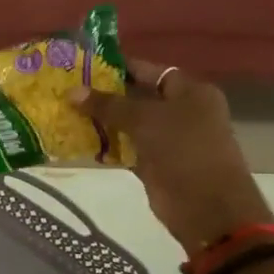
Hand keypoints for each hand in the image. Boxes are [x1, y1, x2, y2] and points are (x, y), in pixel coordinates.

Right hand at [71, 62, 273, 251]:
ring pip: (130, 124)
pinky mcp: (156, 164)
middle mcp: (182, 112)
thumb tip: (72, 91)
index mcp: (191, 92)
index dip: (119, 67)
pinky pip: (127, 148)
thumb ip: (108, 104)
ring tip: (67, 112)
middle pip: (138, 97)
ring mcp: (169, 139)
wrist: (206, 207)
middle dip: (105, 95)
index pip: (150, 70)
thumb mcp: (144, 119)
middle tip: (69, 90)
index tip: (85, 66)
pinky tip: (79, 141)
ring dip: (102, 121)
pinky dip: (108, 146)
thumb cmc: (183, 150)